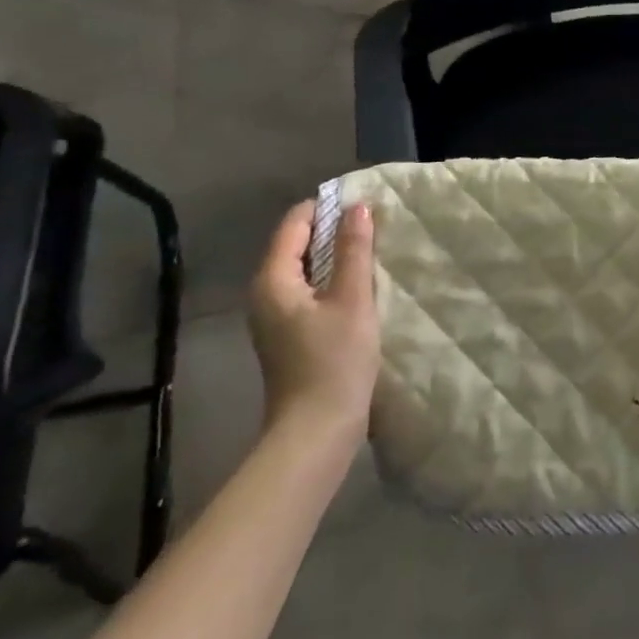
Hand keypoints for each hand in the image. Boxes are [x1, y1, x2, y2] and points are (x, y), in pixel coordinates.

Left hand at [247, 200, 379, 438]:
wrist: (315, 435)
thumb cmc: (333, 363)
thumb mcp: (352, 300)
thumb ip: (354, 250)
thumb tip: (357, 207)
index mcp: (273, 280)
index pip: (294, 223)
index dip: (326, 207)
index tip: (363, 203)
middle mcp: (265, 294)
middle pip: (296, 244)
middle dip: (332, 230)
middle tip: (373, 224)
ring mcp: (274, 317)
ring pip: (304, 268)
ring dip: (335, 256)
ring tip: (371, 249)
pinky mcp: (288, 335)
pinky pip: (308, 290)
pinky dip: (331, 280)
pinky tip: (359, 285)